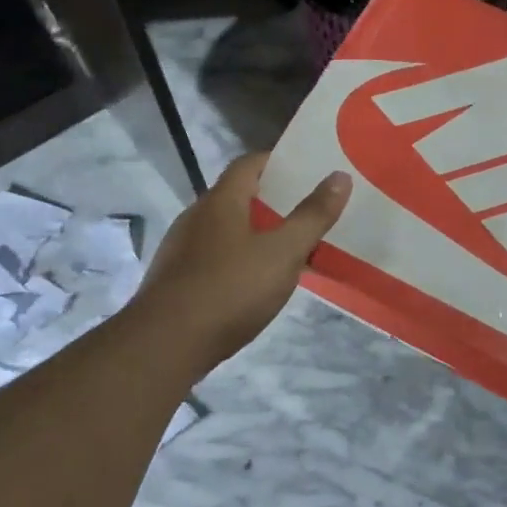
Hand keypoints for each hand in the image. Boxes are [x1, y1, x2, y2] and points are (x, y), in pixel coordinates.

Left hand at [132, 152, 350, 375]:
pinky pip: (214, 257)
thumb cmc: (230, 289)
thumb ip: (312, 216)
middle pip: (237, 196)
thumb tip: (339, 176)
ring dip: (255, 233)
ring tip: (288, 248)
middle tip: (308, 211)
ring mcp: (181, 249)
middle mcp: (196, 216)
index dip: (278, 161)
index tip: (308, 170)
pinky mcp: (175, 279)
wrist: (166, 344)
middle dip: (272, 201)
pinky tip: (254, 283)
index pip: (249, 163)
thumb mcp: (283, 253)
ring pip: (225, 229)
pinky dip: (238, 259)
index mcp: (221, 201)